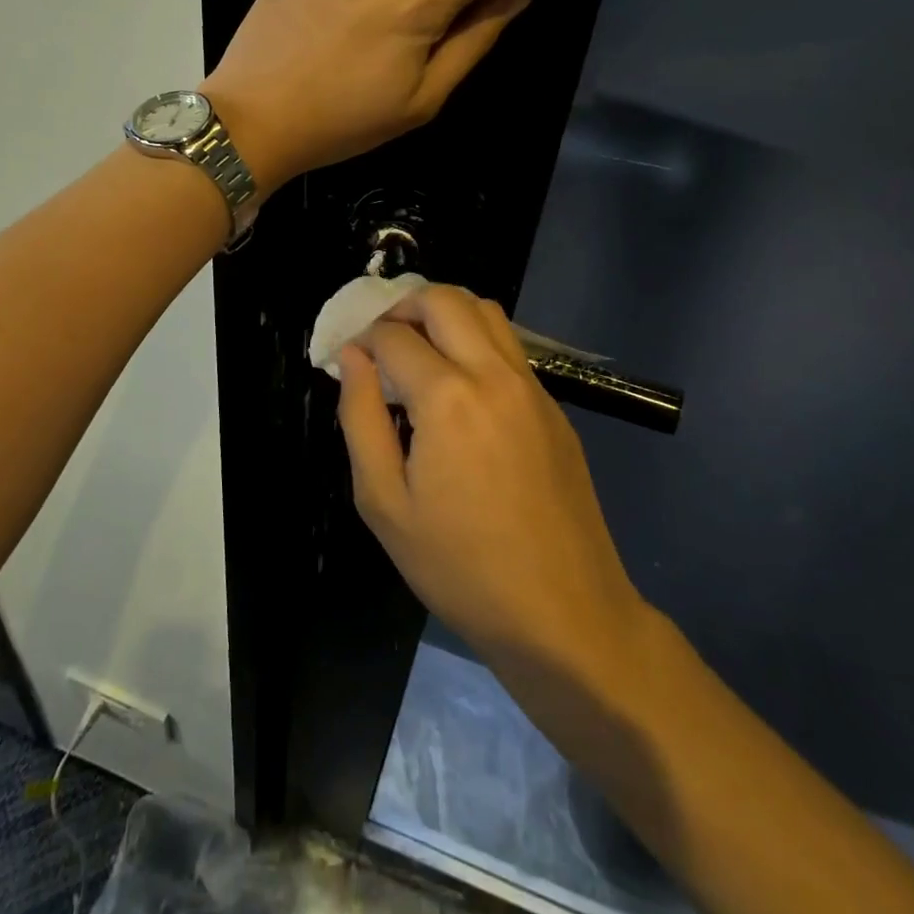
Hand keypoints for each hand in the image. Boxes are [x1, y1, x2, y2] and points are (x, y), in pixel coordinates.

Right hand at [337, 284, 649, 664]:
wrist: (564, 615)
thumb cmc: (460, 567)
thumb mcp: (384, 503)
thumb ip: (360, 418)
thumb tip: (352, 358)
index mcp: (447, 398)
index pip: (393, 335)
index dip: (361, 339)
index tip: (349, 361)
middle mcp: (493, 375)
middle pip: (445, 299)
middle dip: (403, 306)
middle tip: (381, 341)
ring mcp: (532, 387)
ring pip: (486, 311)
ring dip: (444, 314)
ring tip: (419, 351)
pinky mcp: (554, 407)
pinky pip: (509, 347)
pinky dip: (475, 340)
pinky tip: (459, 385)